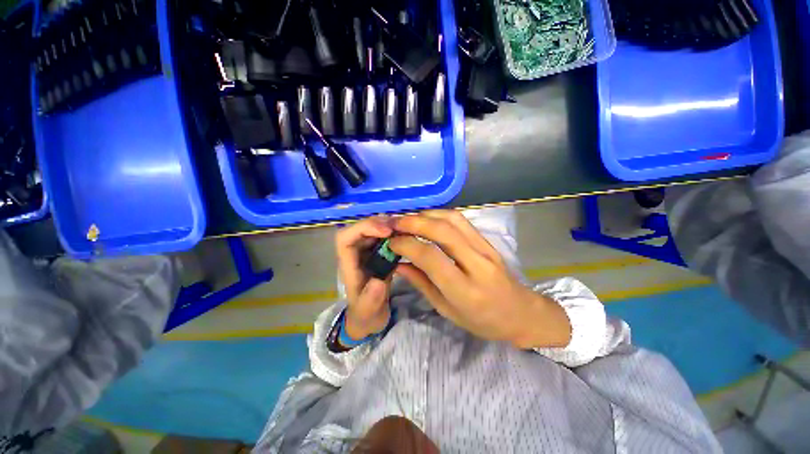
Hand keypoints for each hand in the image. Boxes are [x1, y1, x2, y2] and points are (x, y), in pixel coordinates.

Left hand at [336, 216, 393, 340]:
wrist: (370, 318)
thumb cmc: (365, 314)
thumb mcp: (368, 311)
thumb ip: (371, 299)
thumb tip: (379, 281)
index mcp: (348, 265)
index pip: (345, 238)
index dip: (363, 228)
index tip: (386, 232)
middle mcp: (355, 254)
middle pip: (360, 229)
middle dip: (378, 224)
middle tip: (400, 227)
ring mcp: (366, 253)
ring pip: (372, 230)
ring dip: (387, 226)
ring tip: (405, 229)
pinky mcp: (377, 255)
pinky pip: (383, 238)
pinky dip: (393, 233)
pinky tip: (406, 236)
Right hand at [389, 210, 571, 348]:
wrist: (520, 313)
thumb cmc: (482, 320)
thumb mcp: (446, 310)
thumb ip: (421, 283)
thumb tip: (398, 264)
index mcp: (464, 290)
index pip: (431, 257)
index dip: (407, 245)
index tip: (391, 243)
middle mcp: (477, 264)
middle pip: (443, 232)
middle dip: (414, 223)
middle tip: (394, 223)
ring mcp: (485, 249)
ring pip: (453, 220)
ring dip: (426, 215)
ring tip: (407, 219)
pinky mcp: (487, 241)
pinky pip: (462, 221)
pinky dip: (440, 215)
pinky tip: (427, 218)